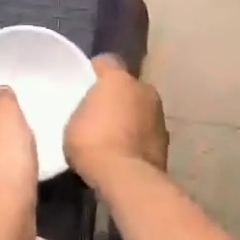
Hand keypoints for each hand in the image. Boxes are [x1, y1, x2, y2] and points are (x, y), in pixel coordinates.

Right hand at [65, 55, 168, 185]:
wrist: (125, 177)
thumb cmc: (92, 142)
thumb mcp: (73, 121)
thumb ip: (85, 108)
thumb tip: (93, 110)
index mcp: (118, 79)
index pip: (107, 62)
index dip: (95, 71)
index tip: (85, 83)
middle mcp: (144, 89)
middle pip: (128, 86)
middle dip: (117, 95)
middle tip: (100, 113)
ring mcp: (159, 115)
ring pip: (141, 109)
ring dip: (131, 117)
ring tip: (114, 136)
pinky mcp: (166, 140)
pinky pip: (147, 131)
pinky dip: (139, 137)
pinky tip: (125, 152)